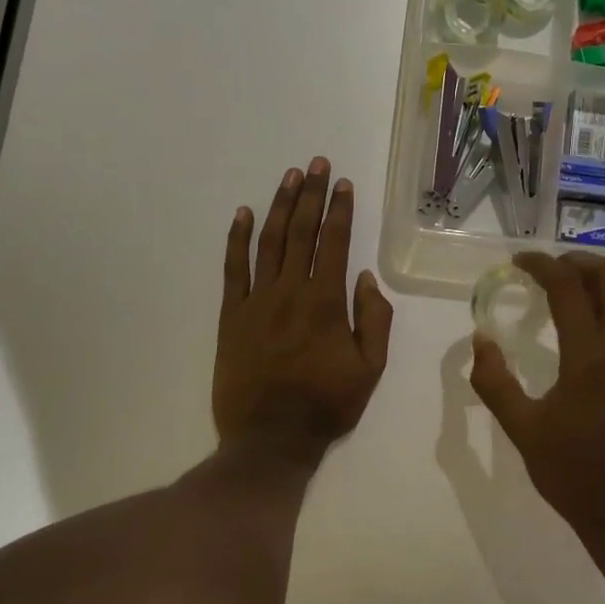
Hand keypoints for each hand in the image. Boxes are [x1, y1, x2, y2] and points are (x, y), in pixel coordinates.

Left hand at [213, 157, 393, 460]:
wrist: (269, 440)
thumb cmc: (326, 405)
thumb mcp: (370, 369)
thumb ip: (374, 320)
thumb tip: (367, 277)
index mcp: (326, 302)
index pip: (335, 243)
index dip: (339, 210)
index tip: (343, 183)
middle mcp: (290, 292)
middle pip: (301, 232)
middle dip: (310, 194)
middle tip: (316, 163)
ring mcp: (256, 301)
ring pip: (268, 242)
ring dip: (279, 206)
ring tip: (289, 177)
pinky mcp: (230, 316)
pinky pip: (232, 269)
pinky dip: (236, 239)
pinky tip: (242, 214)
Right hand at [469, 251, 604, 544]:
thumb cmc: (573, 473)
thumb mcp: (522, 430)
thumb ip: (494, 382)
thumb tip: (481, 340)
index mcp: (591, 356)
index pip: (568, 286)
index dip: (541, 265)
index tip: (518, 263)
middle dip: (576, 261)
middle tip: (545, 269)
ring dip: (596, 283)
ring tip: (564, 293)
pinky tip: (587, 329)